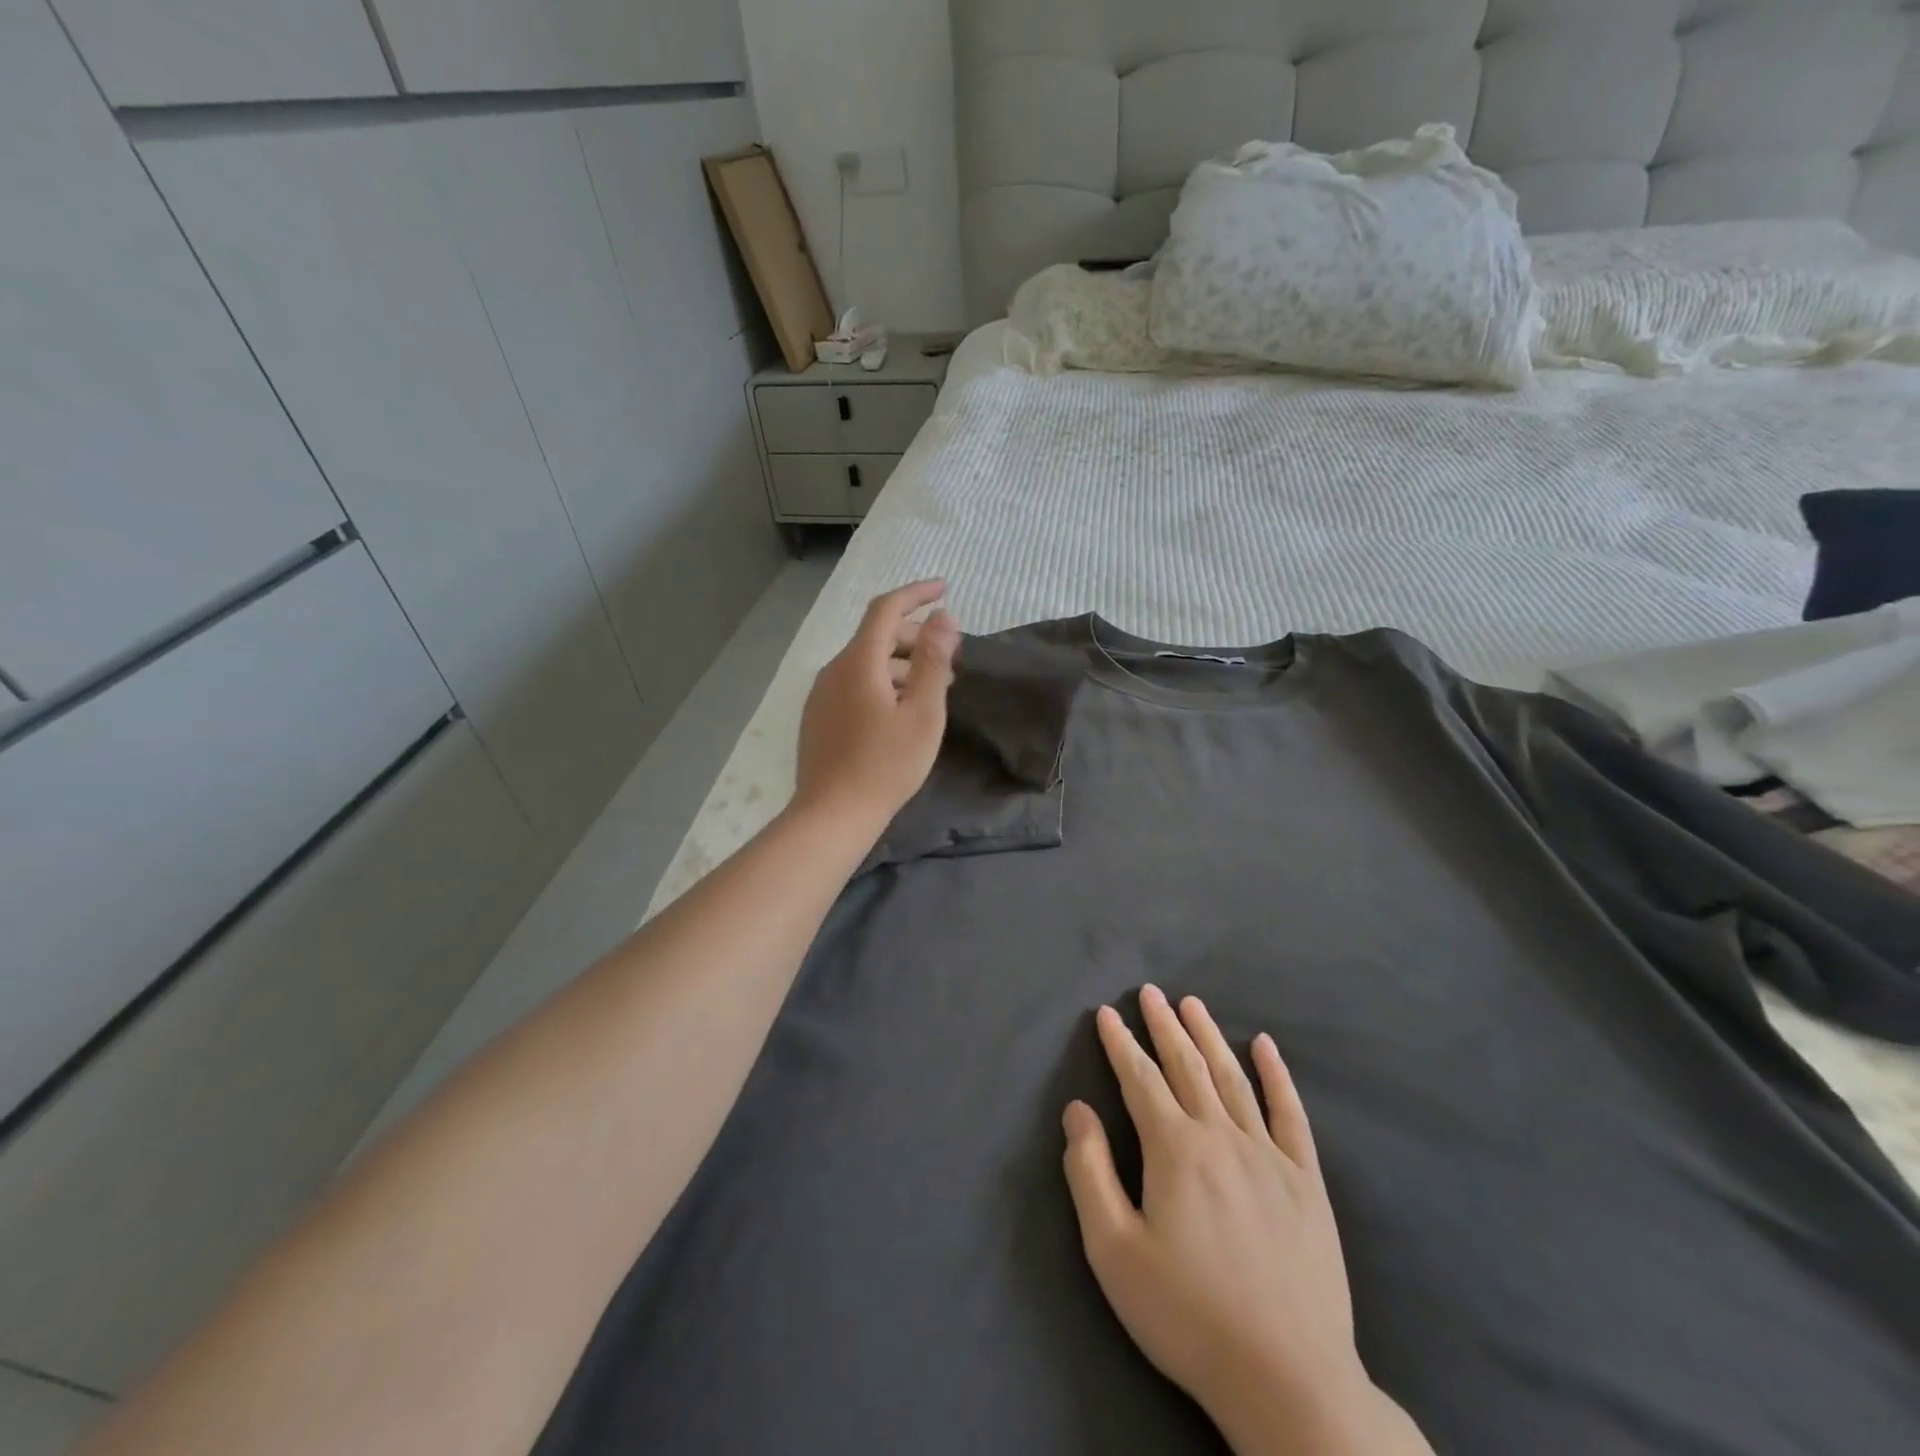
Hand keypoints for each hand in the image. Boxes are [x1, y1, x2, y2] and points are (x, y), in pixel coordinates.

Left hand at [792, 579, 958, 833]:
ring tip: (932, 685)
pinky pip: (854, 684)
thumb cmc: (886, 764)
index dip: (916, 593)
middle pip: (875, 636)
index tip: (944, 589)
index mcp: (859, 662)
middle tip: (949, 654)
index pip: (886, 609)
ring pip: (865, 663)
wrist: (832, 814)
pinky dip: (881, 682)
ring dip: (900, 663)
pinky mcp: (818, 717)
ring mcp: (821, 695)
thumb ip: (932, 660)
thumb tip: (942, 617)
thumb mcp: (922, 712)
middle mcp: (834, 670)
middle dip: (913, 635)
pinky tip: (899, 709)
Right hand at [1063, 987, 1432, 1455]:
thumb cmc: (1188, 1316)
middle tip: (1149, 992)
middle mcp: (1222, 1137)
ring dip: (1209, 1036)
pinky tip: (1266, 1047)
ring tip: (1192, 1004)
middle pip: (1187, 1066)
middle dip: (1163, 1025)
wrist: (1289, 1381)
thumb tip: (1077, 1111)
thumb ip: (1090, 1173)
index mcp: (1175, 1150)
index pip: (1140, 1079)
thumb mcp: (1114, 1252)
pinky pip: (1291, 1114)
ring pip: (1233, 1078)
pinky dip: (1277, 1075)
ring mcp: (1270, 1156)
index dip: (1120, 1044)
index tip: (1107, 1013)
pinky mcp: (1307, 1182)